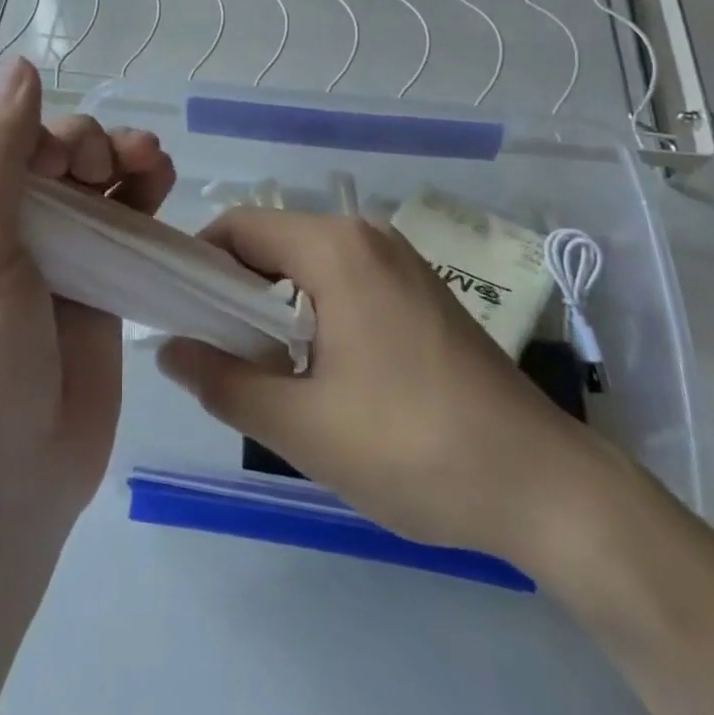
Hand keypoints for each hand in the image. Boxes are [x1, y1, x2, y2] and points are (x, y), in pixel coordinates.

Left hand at [0, 57, 175, 537]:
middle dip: (85, 141)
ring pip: (94, 178)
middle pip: (51, 152)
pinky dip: (144, 191)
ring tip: (150, 159)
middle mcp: (4, 225)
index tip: (58, 153)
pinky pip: (126, 217)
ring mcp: (57, 252)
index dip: (33, 128)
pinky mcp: (101, 279)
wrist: (12, 486)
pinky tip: (162, 179)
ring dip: (123, 156)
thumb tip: (17, 65)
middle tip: (103, 164)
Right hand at [157, 209, 609, 563]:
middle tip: (214, 349)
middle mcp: (366, 235)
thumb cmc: (414, 447)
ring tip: (261, 365)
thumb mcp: (303, 426)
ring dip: (272, 303)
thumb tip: (168, 351)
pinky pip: (342, 279)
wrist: (545, 486)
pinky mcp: (418, 288)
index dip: (197, 264)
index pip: (238, 227)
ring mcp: (398, 259)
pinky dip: (311, 308)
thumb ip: (224, 382)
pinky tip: (317, 367)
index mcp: (336, 248)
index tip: (177, 313)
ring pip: (306, 262)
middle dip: (233, 289)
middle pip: (272, 241)